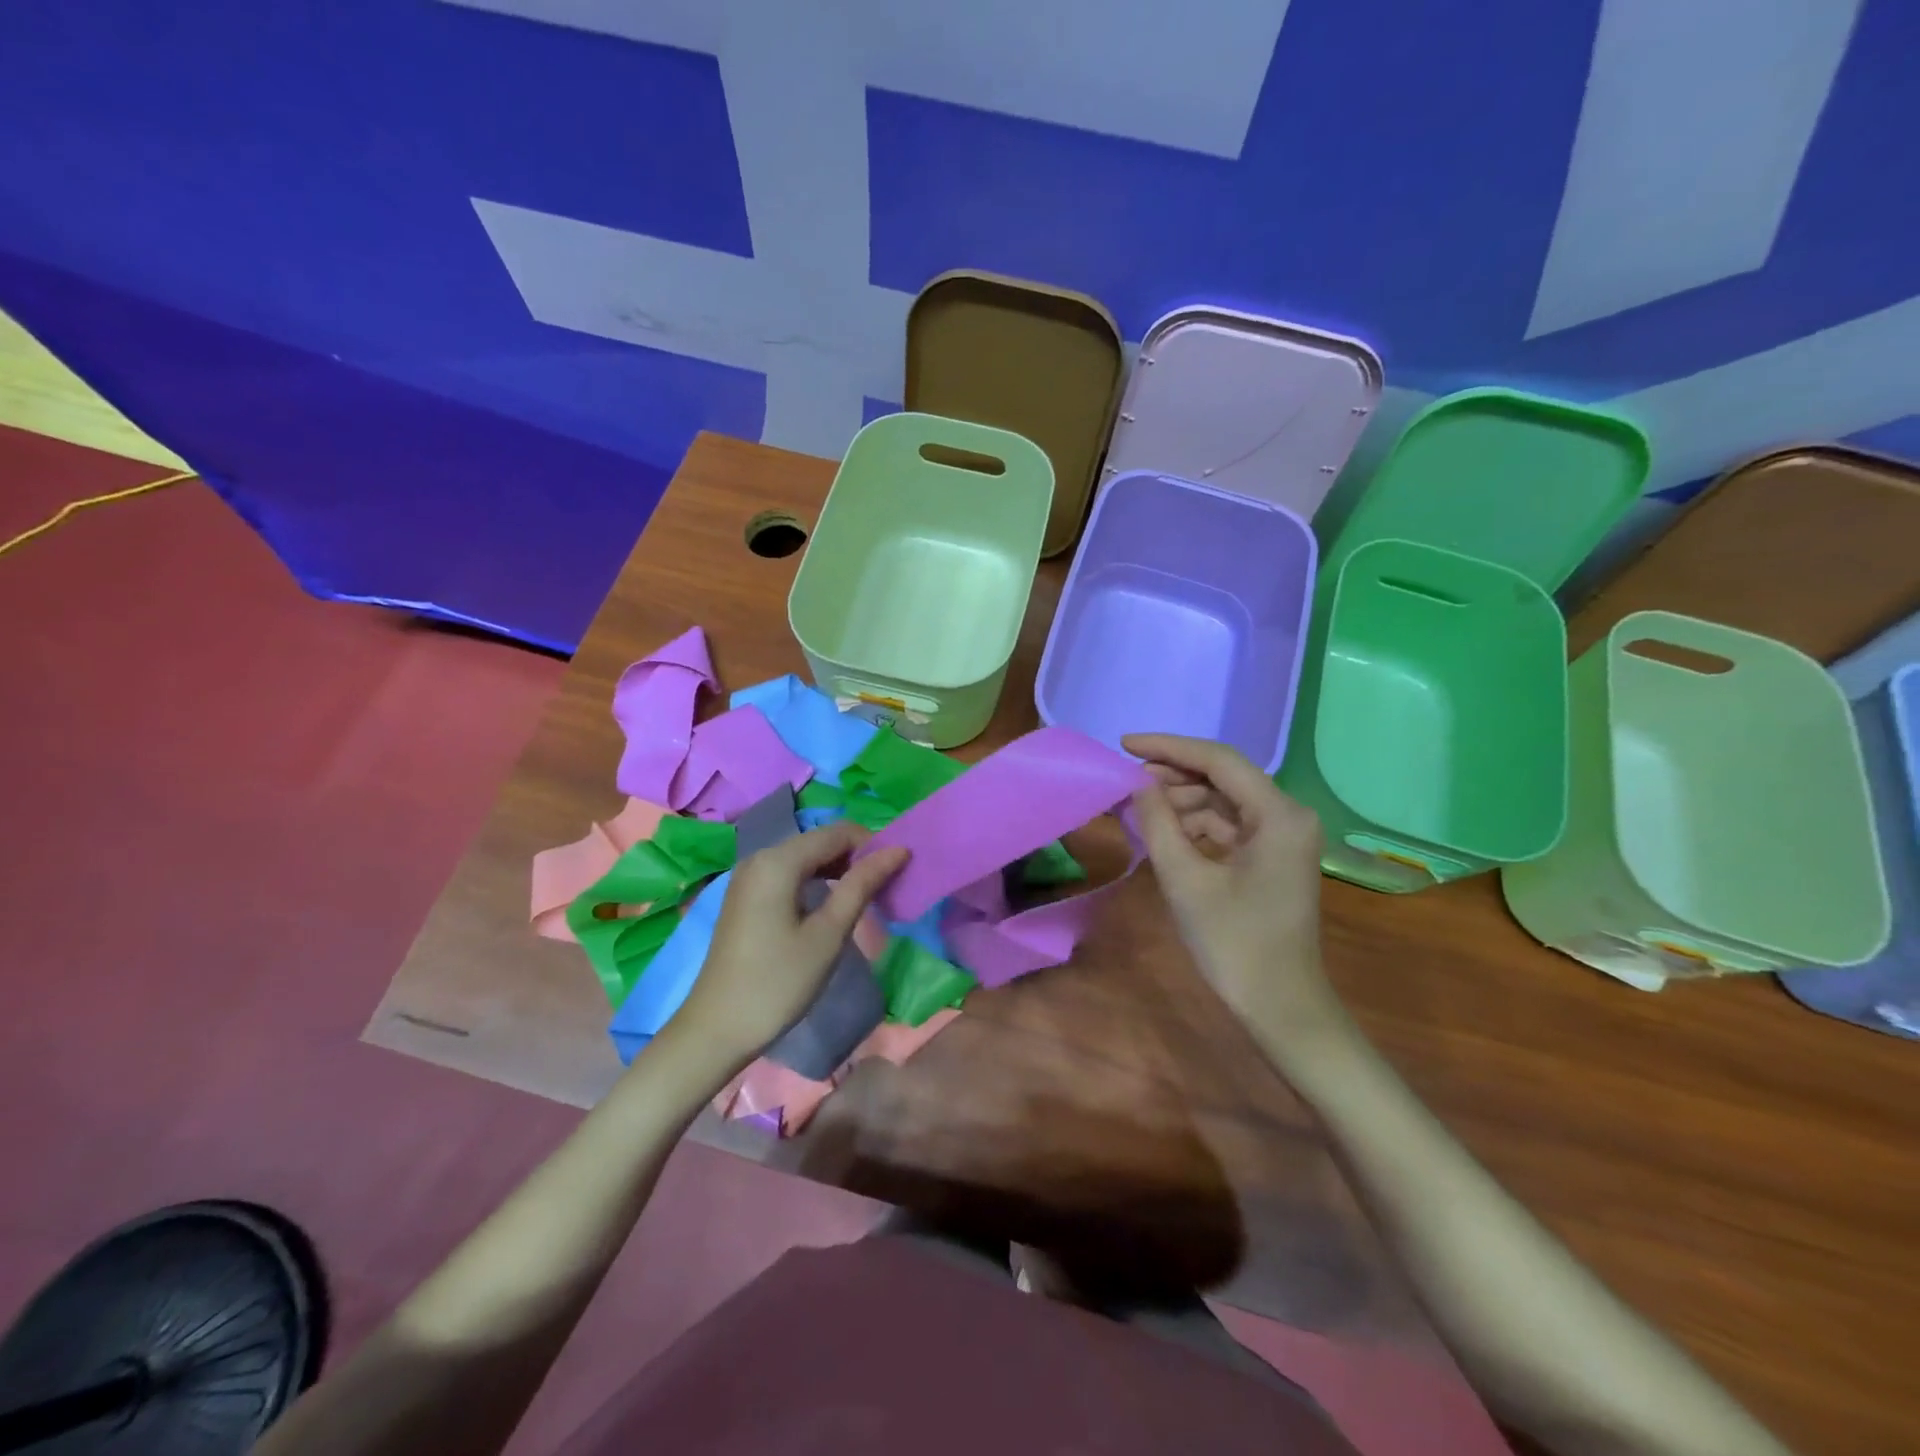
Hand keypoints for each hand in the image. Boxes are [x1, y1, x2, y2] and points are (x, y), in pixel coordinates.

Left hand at [671, 820, 908, 1068]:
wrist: (716, 1030)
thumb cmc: (777, 982)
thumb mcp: (828, 934)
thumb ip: (862, 885)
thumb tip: (898, 849)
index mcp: (778, 860)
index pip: (838, 832)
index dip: (873, 845)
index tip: (897, 873)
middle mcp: (760, 857)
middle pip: (820, 841)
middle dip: (856, 857)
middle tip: (884, 889)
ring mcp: (749, 877)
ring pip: (806, 857)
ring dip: (838, 870)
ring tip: (865, 899)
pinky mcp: (746, 896)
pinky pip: (789, 873)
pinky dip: (816, 882)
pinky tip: (831, 908)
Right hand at [1124, 734, 1342, 1049]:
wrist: (1281, 1006)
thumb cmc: (1234, 944)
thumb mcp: (1185, 879)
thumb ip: (1158, 822)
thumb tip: (1138, 783)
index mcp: (1278, 814)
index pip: (1218, 760)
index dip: (1168, 748)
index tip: (1124, 745)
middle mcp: (1288, 815)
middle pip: (1223, 776)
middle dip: (1173, 775)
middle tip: (1126, 780)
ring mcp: (1283, 836)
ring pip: (1224, 800)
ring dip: (1182, 801)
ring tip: (1137, 808)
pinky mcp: (1273, 856)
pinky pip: (1230, 825)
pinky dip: (1196, 824)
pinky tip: (1164, 830)